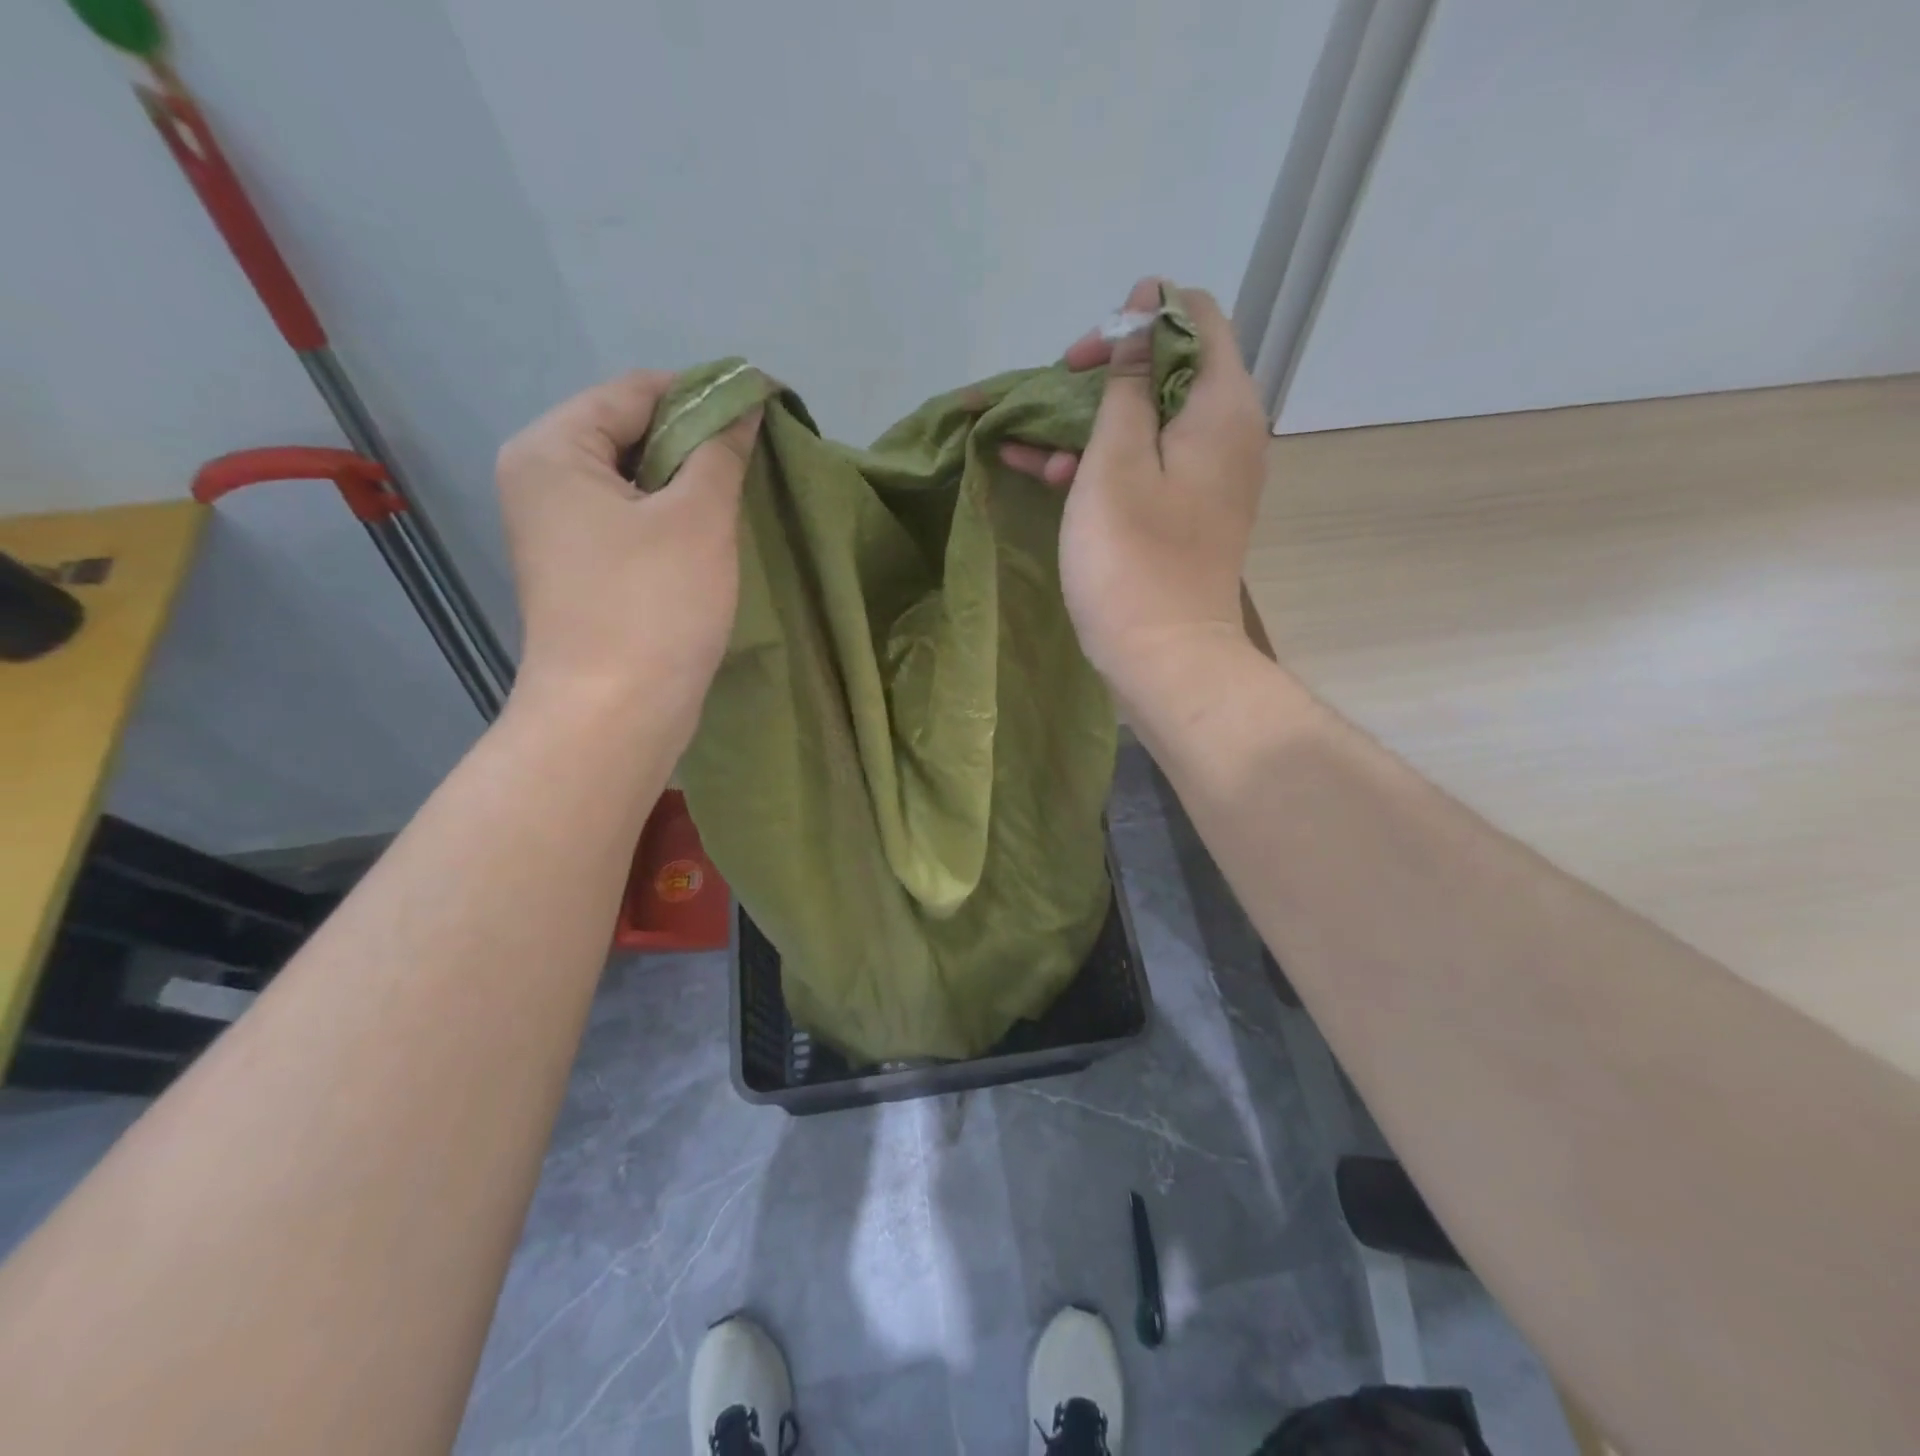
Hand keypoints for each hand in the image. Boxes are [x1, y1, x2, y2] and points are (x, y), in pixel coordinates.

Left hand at [496, 369, 760, 728]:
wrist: (614, 714)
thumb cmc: (653, 606)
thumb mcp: (699, 518)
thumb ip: (722, 451)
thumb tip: (744, 406)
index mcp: (553, 449)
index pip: (634, 391)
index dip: (703, 393)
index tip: (764, 410)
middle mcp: (543, 479)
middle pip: (631, 433)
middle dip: (696, 442)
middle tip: (758, 461)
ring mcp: (559, 529)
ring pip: (637, 481)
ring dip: (690, 484)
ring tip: (743, 497)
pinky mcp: (582, 570)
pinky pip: (633, 521)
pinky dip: (673, 519)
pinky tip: (713, 535)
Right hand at [1001, 278, 1268, 705]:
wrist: (1164, 657)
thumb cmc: (1132, 557)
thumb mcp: (1115, 460)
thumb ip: (1127, 383)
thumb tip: (1144, 312)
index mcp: (1222, 405)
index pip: (1197, 317)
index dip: (1139, 316)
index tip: (1084, 351)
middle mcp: (1228, 432)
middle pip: (1169, 369)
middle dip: (1104, 374)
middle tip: (1051, 396)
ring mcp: (1209, 477)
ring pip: (1148, 422)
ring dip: (1090, 425)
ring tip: (1028, 446)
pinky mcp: (1187, 513)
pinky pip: (1147, 466)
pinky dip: (1102, 463)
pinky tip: (1045, 473)